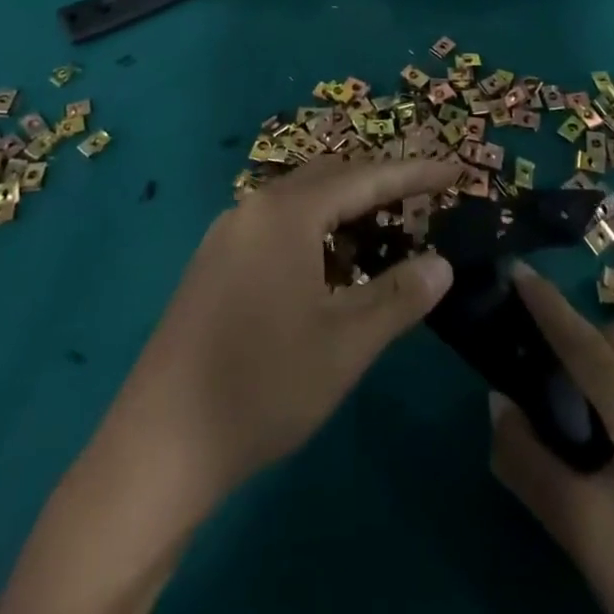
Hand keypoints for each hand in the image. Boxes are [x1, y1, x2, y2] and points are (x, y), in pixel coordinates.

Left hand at [118, 154, 457, 494]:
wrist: (160, 443)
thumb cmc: (263, 385)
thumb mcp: (345, 344)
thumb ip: (398, 296)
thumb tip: (441, 263)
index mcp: (287, 213)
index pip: (365, 177)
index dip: (413, 174)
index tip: (453, 170)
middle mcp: (254, 207)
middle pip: (329, 177)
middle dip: (377, 184)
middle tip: (421, 200)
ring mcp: (226, 233)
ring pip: (299, 200)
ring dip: (343, 209)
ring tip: (381, 232)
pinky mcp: (212, 262)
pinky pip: (275, 224)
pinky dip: (312, 230)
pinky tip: (326, 267)